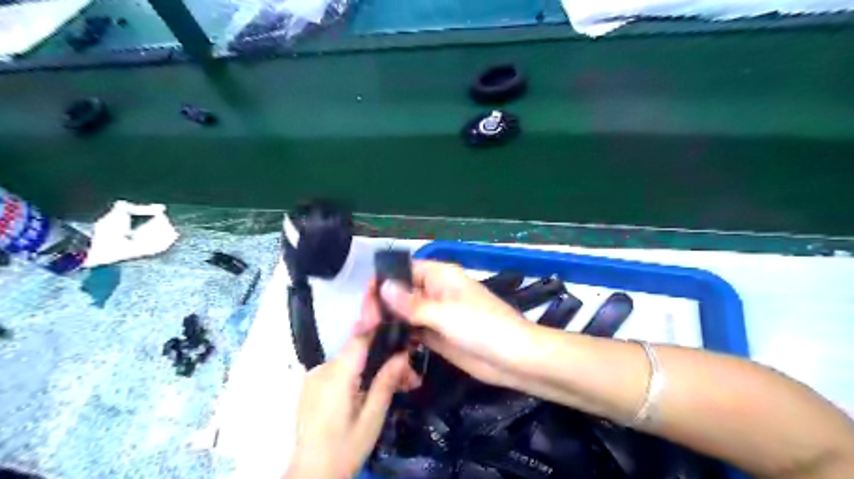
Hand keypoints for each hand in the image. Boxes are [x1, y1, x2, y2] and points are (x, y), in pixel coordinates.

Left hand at [287, 318, 418, 477]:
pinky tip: (376, 389)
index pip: (359, 339)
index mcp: (336, 375)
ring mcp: (315, 377)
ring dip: (375, 368)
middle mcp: (322, 369)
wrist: (310, 476)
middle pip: (359, 352)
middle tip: (410, 377)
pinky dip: (361, 375)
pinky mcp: (313, 386)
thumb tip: (403, 354)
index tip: (403, 332)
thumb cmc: (344, 449)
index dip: (380, 329)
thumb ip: (386, 382)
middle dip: (386, 358)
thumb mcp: (372, 418)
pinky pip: (341, 371)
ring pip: (352, 361)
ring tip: (399, 385)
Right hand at [370, 261, 535, 389]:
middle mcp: (435, 291)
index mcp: (440, 276)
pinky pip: (412, 331)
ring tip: (366, 336)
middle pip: (400, 292)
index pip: (403, 270)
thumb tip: (381, 286)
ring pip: (404, 312)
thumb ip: (412, 303)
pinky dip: (399, 336)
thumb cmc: (484, 327)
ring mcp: (435, 314)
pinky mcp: (437, 335)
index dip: (383, 280)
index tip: (366, 301)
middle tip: (364, 326)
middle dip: (381, 304)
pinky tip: (383, 346)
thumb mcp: (446, 313)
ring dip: (387, 321)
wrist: (514, 359)